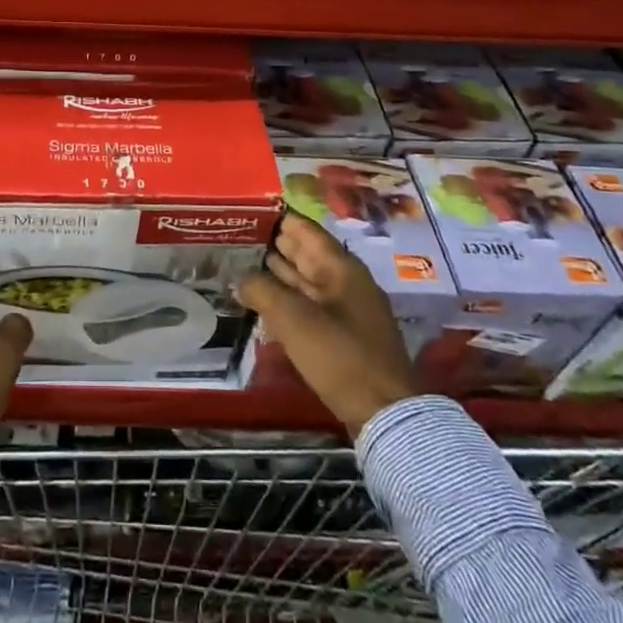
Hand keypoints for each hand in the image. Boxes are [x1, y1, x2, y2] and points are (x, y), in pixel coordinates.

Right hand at [238, 211, 424, 435]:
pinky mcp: (343, 335)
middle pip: (306, 252)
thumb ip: (262, 291)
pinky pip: (309, 304)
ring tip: (243, 262)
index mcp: (340, 267)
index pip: (304, 229)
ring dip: (278, 271)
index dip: (277, 217)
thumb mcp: (294, 320)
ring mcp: (347, 308)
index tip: (247, 210)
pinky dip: (287, 297)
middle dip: (274, 243)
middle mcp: (345, 281)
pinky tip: (265, 300)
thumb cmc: (340, 356)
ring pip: (306, 279)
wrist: (384, 413)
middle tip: (238, 235)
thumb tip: (241, 279)